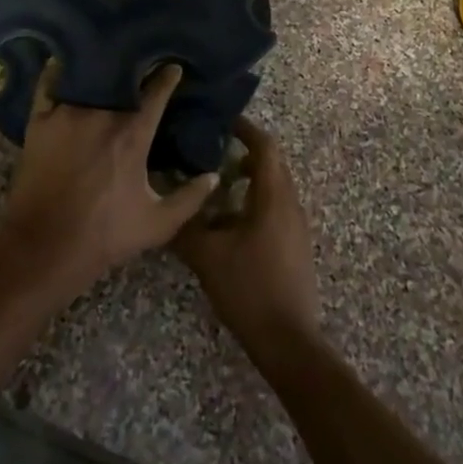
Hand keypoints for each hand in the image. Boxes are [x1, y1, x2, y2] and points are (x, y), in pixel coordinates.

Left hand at [0, 63, 218, 303]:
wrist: (43, 248)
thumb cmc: (104, 235)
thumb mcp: (157, 224)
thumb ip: (190, 198)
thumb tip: (214, 175)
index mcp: (133, 134)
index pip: (156, 92)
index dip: (168, 77)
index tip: (173, 67)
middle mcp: (101, 114)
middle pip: (122, 81)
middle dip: (133, 73)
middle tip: (139, 68)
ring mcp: (66, 114)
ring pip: (88, 80)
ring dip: (99, 74)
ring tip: (106, 66)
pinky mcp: (39, 121)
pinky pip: (48, 86)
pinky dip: (58, 75)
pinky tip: (64, 68)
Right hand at [172, 117, 320, 366]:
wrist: (288, 341)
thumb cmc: (249, 289)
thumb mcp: (208, 256)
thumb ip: (185, 226)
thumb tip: (166, 205)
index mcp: (274, 196)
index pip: (265, 146)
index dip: (245, 129)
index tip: (222, 121)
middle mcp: (290, 203)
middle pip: (271, 164)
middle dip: (244, 153)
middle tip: (211, 150)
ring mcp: (296, 226)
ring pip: (274, 187)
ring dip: (248, 179)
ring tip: (215, 185)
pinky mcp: (295, 245)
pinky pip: (275, 208)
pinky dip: (254, 201)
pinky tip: (229, 222)